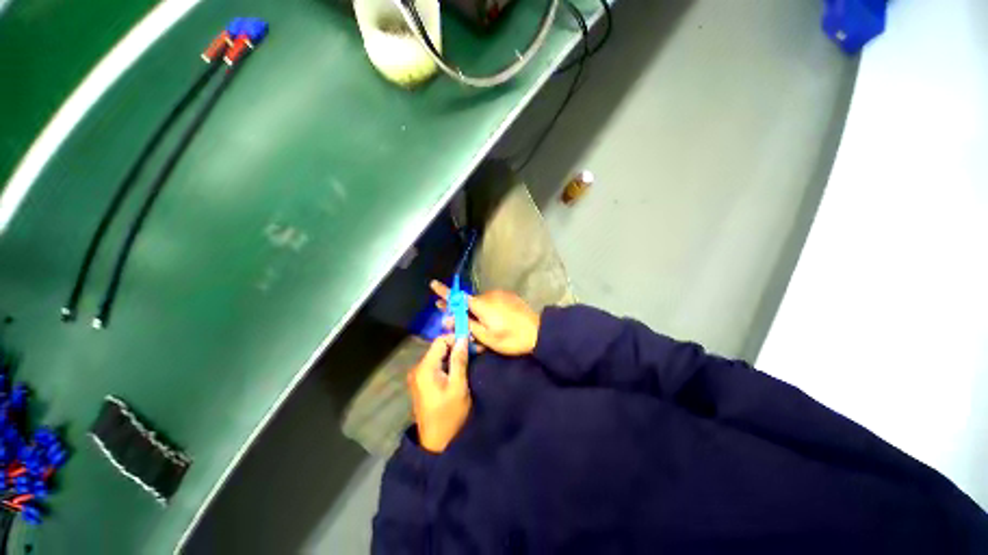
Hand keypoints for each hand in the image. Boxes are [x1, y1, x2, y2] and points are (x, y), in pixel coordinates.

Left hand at [408, 335, 470, 453]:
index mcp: (425, 368)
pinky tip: (460, 368)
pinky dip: (448, 363)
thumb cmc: (449, 415)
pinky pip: (436, 365)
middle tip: (475, 351)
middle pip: (438, 347)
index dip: (456, 338)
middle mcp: (418, 368)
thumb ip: (459, 361)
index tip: (472, 343)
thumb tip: (463, 338)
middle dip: (456, 346)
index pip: (440, 341)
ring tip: (471, 359)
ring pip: (438, 356)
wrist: (436, 444)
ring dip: (454, 355)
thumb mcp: (458, 387)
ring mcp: (418, 376)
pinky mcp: (422, 383)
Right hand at [431, 281, 540, 356]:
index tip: (433, 284)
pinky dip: (486, 310)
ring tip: (478, 329)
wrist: (539, 332)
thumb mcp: (486, 337)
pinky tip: (492, 322)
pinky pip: (491, 302)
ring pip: (481, 303)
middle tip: (450, 317)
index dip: (444, 292)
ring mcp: (499, 295)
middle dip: (459, 309)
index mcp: (481, 305)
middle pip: (468, 301)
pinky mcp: (507, 297)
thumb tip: (449, 319)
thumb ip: (467, 326)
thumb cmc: (511, 338)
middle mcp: (488, 296)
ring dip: (475, 313)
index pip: (458, 296)